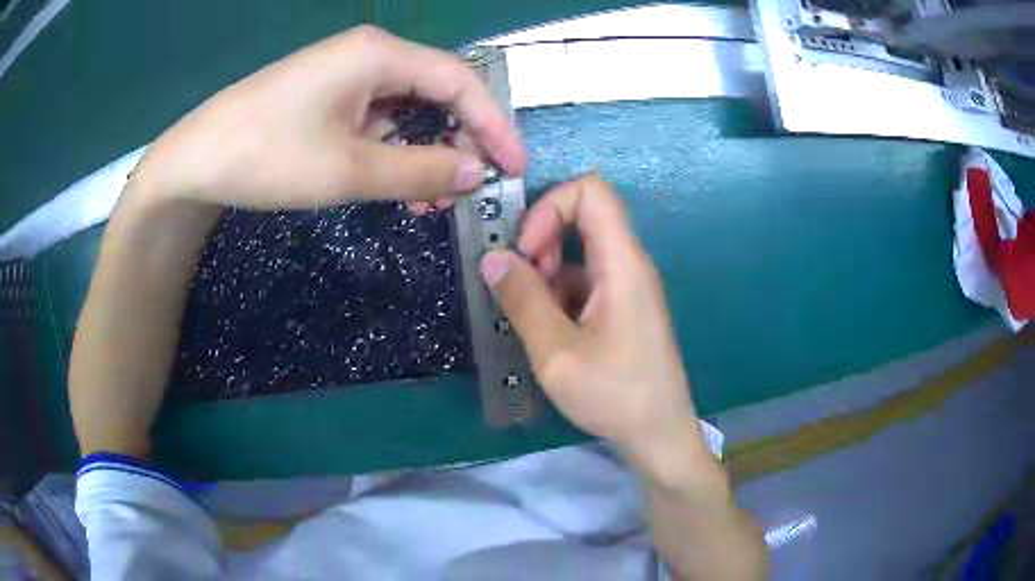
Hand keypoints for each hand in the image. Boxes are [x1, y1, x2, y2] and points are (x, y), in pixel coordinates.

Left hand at [135, 25, 524, 210]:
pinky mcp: (330, 98)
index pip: (461, 81)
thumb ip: (420, 170)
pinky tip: (396, 182)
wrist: (195, 161)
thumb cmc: (268, 155)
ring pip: (409, 109)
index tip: (513, 168)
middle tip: (465, 190)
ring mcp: (347, 76)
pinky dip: (395, 151)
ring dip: (426, 151)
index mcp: (380, 55)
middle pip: (438, 91)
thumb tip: (477, 172)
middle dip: (459, 140)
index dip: (494, 124)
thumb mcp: (348, 169)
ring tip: (429, 198)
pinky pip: (379, 120)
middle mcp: (370, 56)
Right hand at [479, 175, 711, 474]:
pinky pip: (585, 278)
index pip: (590, 191)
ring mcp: (626, 286)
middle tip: (522, 285)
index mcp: (622, 263)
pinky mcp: (622, 307)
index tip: (526, 252)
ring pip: (580, 249)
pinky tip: (546, 330)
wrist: (658, 434)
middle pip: (584, 215)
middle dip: (542, 239)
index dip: (550, 207)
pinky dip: (558, 292)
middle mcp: (628, 264)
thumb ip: (523, 300)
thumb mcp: (557, 353)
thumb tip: (492, 258)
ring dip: (546, 270)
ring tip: (531, 315)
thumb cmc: (614, 395)